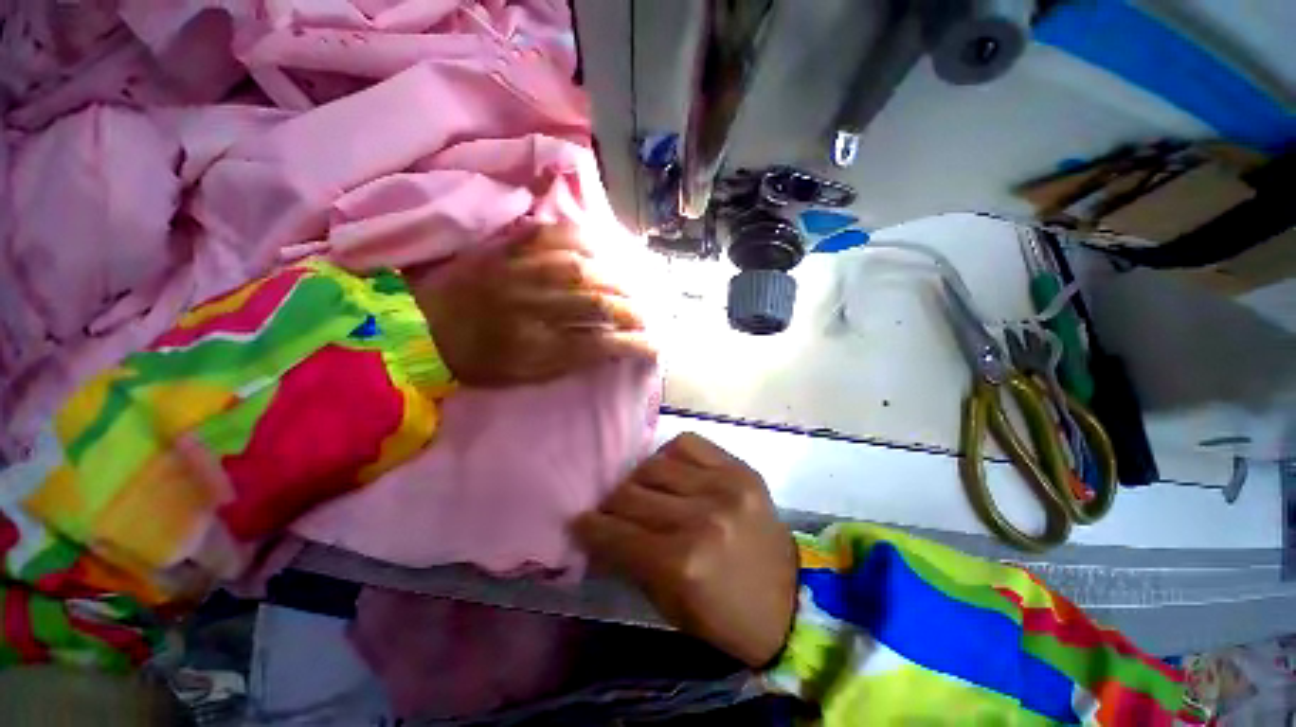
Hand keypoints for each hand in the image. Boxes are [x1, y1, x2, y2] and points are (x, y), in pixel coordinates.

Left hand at [406, 225, 654, 385]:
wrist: (420, 331)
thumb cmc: (476, 363)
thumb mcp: (524, 376)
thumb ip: (570, 362)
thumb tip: (609, 348)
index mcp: (533, 347)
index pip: (599, 344)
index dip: (633, 344)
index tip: (655, 345)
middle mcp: (532, 307)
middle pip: (597, 303)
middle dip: (632, 310)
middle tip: (650, 314)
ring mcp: (519, 273)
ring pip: (582, 269)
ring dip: (617, 277)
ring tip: (635, 285)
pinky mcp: (506, 249)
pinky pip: (551, 235)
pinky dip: (583, 239)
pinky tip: (602, 248)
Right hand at [573, 433, 797, 666]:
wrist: (792, 599)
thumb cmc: (726, 615)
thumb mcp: (670, 606)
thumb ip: (631, 562)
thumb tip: (600, 529)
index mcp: (682, 564)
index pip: (617, 533)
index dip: (590, 526)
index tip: (580, 522)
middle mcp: (701, 518)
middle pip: (631, 493)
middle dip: (611, 504)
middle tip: (611, 510)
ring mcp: (724, 486)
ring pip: (654, 464)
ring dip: (639, 480)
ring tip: (643, 492)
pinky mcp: (740, 468)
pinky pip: (687, 444)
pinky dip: (670, 455)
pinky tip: (672, 472)